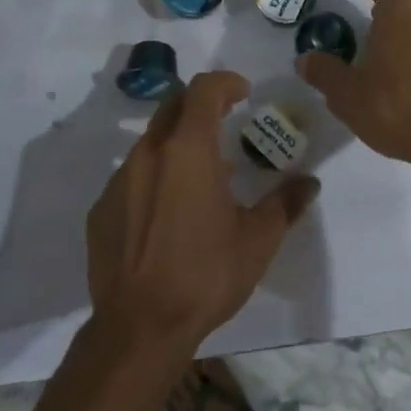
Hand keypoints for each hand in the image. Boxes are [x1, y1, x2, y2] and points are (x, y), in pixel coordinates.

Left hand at [86, 70, 318, 353]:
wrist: (139, 328)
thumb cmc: (206, 275)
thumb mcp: (258, 240)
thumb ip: (285, 202)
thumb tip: (309, 182)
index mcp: (188, 150)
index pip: (203, 90)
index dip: (226, 82)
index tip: (244, 94)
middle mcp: (148, 154)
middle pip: (173, 106)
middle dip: (201, 105)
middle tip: (226, 124)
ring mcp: (118, 181)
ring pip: (150, 143)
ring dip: (178, 145)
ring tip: (202, 178)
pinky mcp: (100, 210)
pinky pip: (131, 177)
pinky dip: (154, 178)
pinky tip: (168, 215)